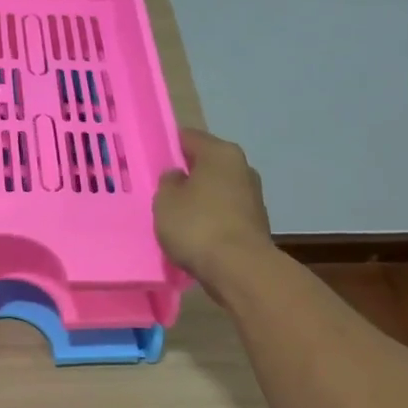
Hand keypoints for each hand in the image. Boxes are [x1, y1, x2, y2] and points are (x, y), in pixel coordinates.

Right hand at [153, 128, 274, 290]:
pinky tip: (194, 235)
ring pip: (217, 190)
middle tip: (161, 190)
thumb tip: (178, 177)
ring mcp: (253, 197)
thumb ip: (168, 182)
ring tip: (176, 216)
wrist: (239, 269)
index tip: (152, 161)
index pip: (189, 138)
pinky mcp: (255, 224)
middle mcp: (242, 168)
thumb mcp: (165, 200)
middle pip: (206, 164)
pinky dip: (210, 220)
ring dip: (200, 200)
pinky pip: (224, 214)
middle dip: (186, 175)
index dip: (168, 146)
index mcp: (221, 153)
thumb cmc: (197, 225)